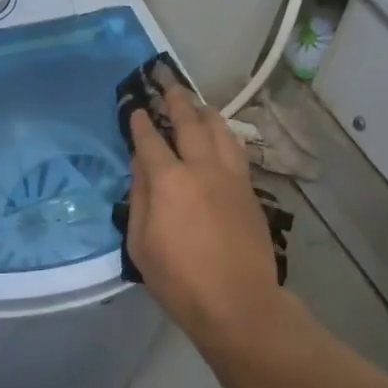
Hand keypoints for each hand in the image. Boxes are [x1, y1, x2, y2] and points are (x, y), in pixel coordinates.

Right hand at [124, 67, 284, 347]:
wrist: (238, 303)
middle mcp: (202, 168)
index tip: (137, 108)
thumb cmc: (179, 281)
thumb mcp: (141, 243)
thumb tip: (141, 164)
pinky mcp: (249, 190)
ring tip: (197, 103)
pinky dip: (225, 135)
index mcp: (169, 181)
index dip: (142, 123)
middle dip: (176, 101)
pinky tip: (222, 135)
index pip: (151, 141)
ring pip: (220, 131)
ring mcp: (231, 177)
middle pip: (189, 124)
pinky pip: (236, 150)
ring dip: (205, 112)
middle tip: (168, 83)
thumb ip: (140, 197)